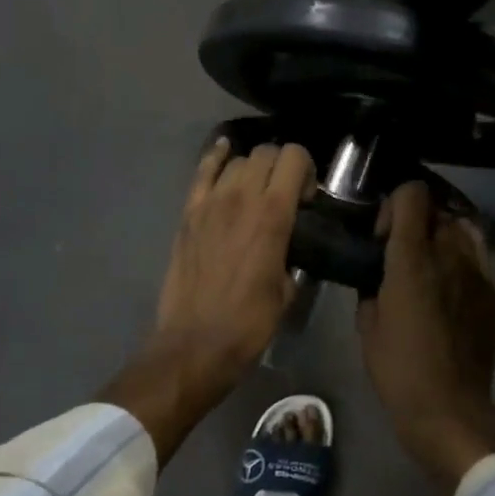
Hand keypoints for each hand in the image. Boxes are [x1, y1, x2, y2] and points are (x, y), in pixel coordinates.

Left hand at [156, 138, 313, 381]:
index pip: (294, 158)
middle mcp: (241, 197)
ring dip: (253, 168)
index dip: (306, 169)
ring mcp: (210, 203)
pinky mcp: (188, 213)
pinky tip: (225, 152)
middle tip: (285, 193)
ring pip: (237, 160)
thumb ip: (292, 256)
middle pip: (266, 153)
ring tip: (255, 189)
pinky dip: (216, 156)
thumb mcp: (287, 290)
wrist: (196, 343)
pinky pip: (202, 171)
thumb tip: (290, 247)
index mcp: (273, 215)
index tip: (307, 196)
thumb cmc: (249, 323)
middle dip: (282, 165)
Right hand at [357, 180, 494, 490]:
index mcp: (412, 259)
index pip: (412, 194)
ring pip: (463, 228)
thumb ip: (371, 285)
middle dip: (417, 221)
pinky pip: (477, 258)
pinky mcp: (494, 293)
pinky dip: (461, 259)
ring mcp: (478, 273)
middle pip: (438, 208)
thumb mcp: (367, 324)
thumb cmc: (398, 369)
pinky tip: (449, 287)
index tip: (383, 235)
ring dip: (442, 236)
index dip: (394, 204)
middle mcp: (450, 254)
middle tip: (402, 250)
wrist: (451, 410)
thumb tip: (377, 272)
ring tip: (429, 263)